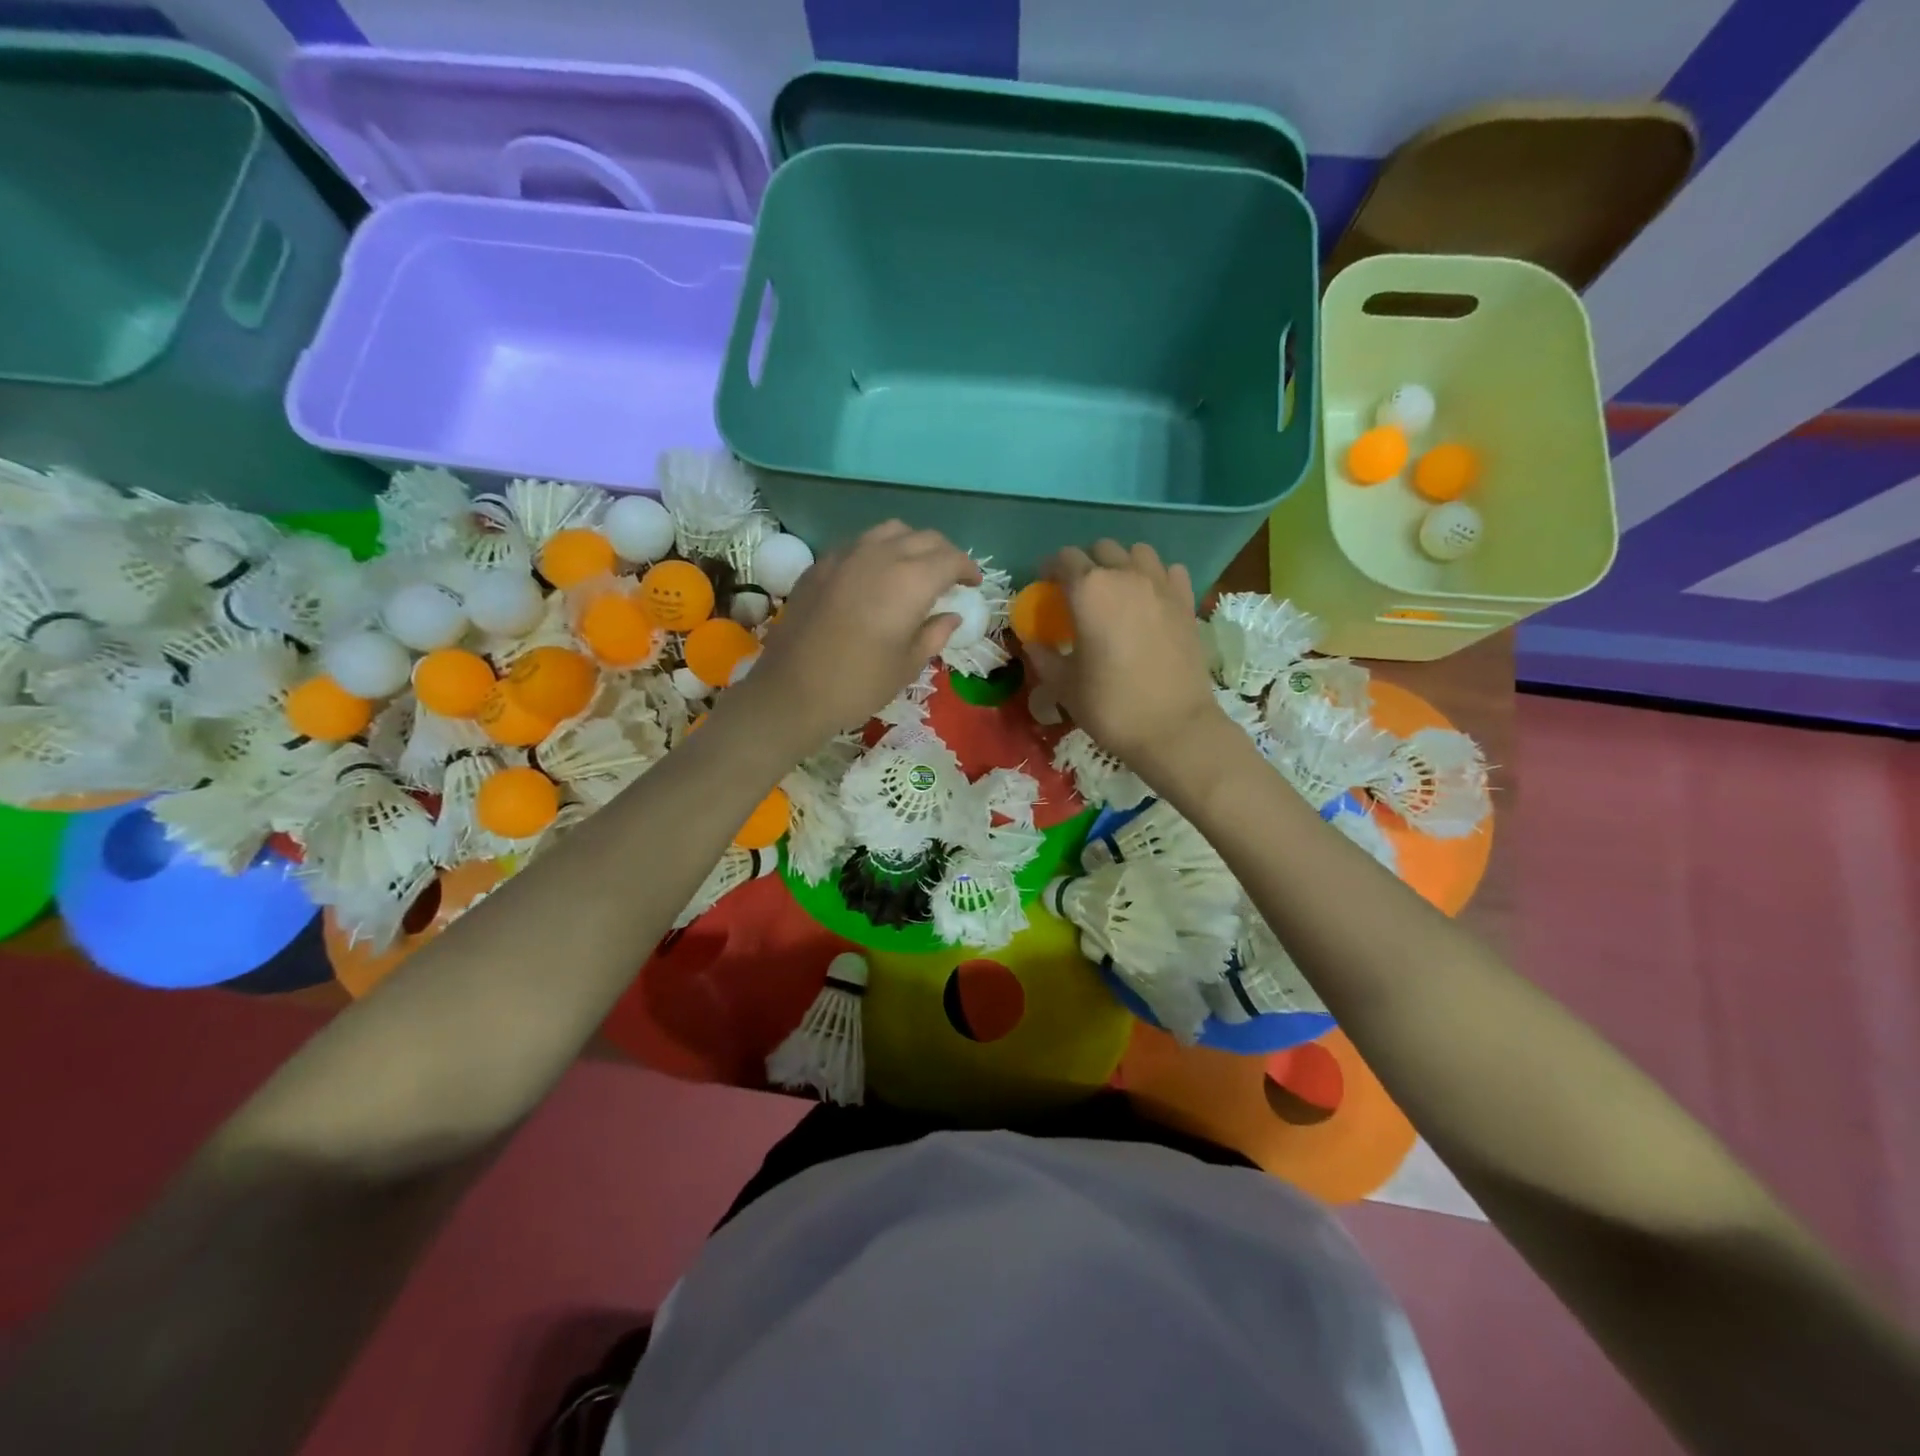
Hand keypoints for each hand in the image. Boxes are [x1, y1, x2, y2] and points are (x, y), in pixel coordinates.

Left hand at [736, 522, 979, 748]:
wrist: (792, 691)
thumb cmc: (859, 683)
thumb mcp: (908, 665)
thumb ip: (934, 633)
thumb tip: (951, 616)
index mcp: (910, 580)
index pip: (950, 558)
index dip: (968, 568)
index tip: (974, 583)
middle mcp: (880, 555)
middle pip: (923, 537)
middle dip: (943, 553)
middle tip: (950, 576)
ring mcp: (845, 555)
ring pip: (889, 531)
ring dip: (910, 544)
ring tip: (914, 569)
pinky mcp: (819, 564)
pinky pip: (858, 544)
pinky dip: (878, 551)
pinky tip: (875, 577)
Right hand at [1025, 541, 1223, 778]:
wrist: (1173, 728)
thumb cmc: (1109, 706)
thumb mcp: (1063, 685)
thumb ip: (1043, 655)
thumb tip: (1031, 640)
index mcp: (1088, 591)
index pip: (1063, 559)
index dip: (1050, 570)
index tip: (1046, 587)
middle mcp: (1125, 576)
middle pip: (1101, 549)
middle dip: (1086, 564)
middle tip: (1080, 594)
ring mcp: (1161, 585)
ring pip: (1138, 552)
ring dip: (1123, 564)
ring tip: (1117, 591)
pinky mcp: (1186, 602)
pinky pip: (1170, 571)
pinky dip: (1157, 578)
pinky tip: (1151, 600)